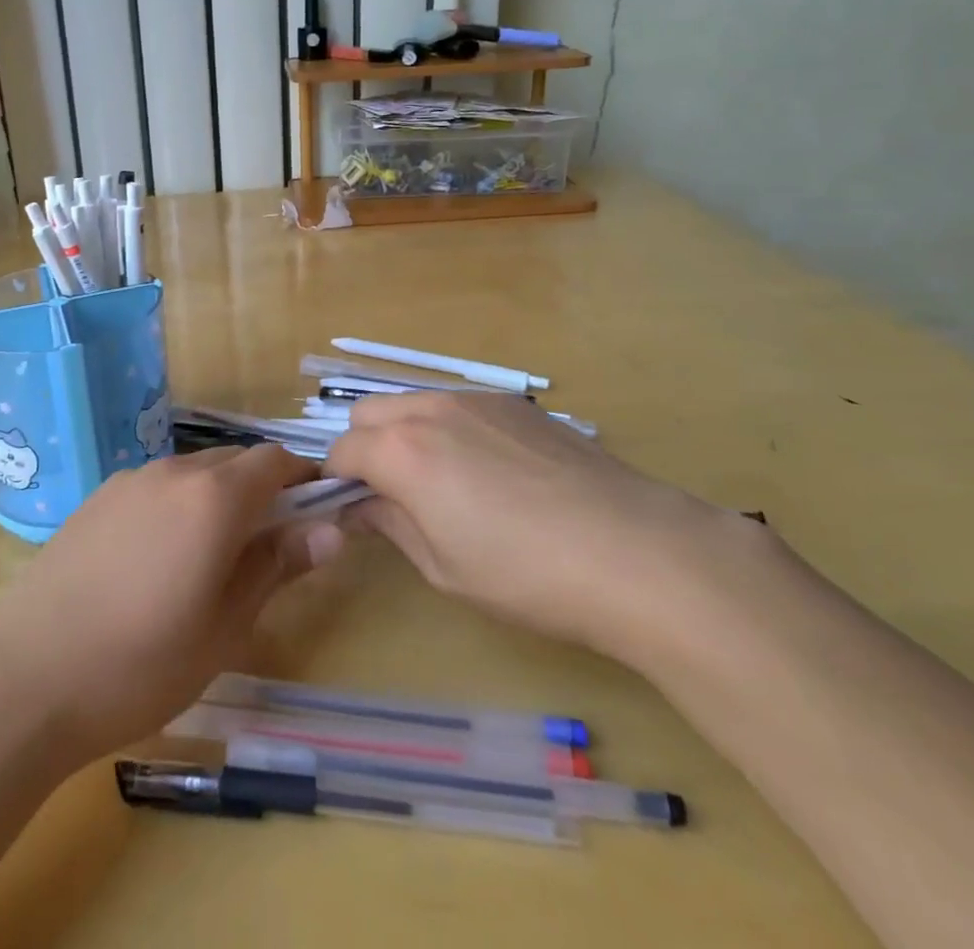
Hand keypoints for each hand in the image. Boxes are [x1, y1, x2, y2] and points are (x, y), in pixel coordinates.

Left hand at [0, 445, 344, 766]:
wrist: (23, 677)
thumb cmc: (141, 662)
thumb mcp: (225, 626)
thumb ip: (278, 566)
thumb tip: (332, 530)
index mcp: (214, 497)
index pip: (275, 461)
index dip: (302, 480)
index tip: (314, 514)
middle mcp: (174, 472)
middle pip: (235, 462)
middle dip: (261, 490)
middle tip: (266, 547)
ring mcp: (130, 481)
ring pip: (193, 472)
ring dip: (218, 497)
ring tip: (211, 557)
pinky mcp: (96, 499)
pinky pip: (156, 486)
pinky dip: (177, 504)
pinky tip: (158, 558)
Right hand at [325, 392, 736, 669]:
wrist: (634, 550)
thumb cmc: (526, 574)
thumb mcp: (443, 566)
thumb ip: (390, 524)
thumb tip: (362, 505)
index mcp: (401, 451)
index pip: (341, 451)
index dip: (338, 482)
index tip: (354, 512)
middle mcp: (431, 409)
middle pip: (369, 413)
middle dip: (366, 448)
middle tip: (395, 495)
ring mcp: (478, 399)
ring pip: (415, 403)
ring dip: (407, 433)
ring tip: (447, 483)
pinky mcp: (518, 403)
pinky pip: (461, 406)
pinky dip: (451, 428)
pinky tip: (496, 474)